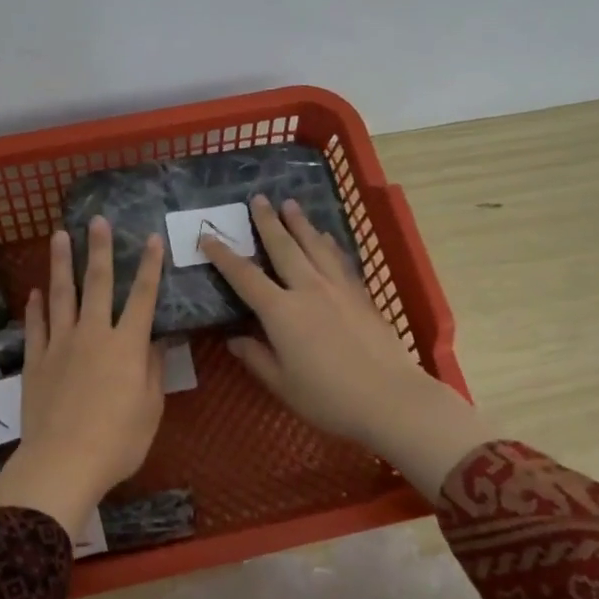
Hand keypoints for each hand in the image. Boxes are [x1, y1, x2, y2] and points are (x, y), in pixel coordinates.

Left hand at [0, 218, 165, 540]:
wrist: (63, 462)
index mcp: (126, 345)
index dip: (149, 266)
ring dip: (61, 264)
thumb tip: (154, 338)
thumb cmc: (118, 441)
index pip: (143, 297)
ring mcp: (60, 345)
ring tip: (59, 236)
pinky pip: (36, 326)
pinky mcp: (35, 361)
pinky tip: (36, 292)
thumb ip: (152, 369)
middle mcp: (93, 335)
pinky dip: (37, 306)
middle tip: (97, 220)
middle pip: (98, 284)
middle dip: (99, 250)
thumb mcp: (150, 408)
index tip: (150, 239)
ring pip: (61, 295)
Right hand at [200, 196, 492, 496]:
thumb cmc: (329, 399)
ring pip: (315, 246)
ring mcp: (339, 289)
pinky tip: (326, 237)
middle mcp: (308, 290)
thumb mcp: (282, 384)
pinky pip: (340, 260)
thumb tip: (234, 339)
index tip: (207, 236)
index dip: (223, 256)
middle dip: (268, 222)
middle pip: (283, 248)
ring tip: (289, 204)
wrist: (390, 398)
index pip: (245, 277)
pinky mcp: (362, 295)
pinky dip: (328, 244)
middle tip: (257, 199)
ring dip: (300, 224)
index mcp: (281, 312)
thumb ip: (256, 358)